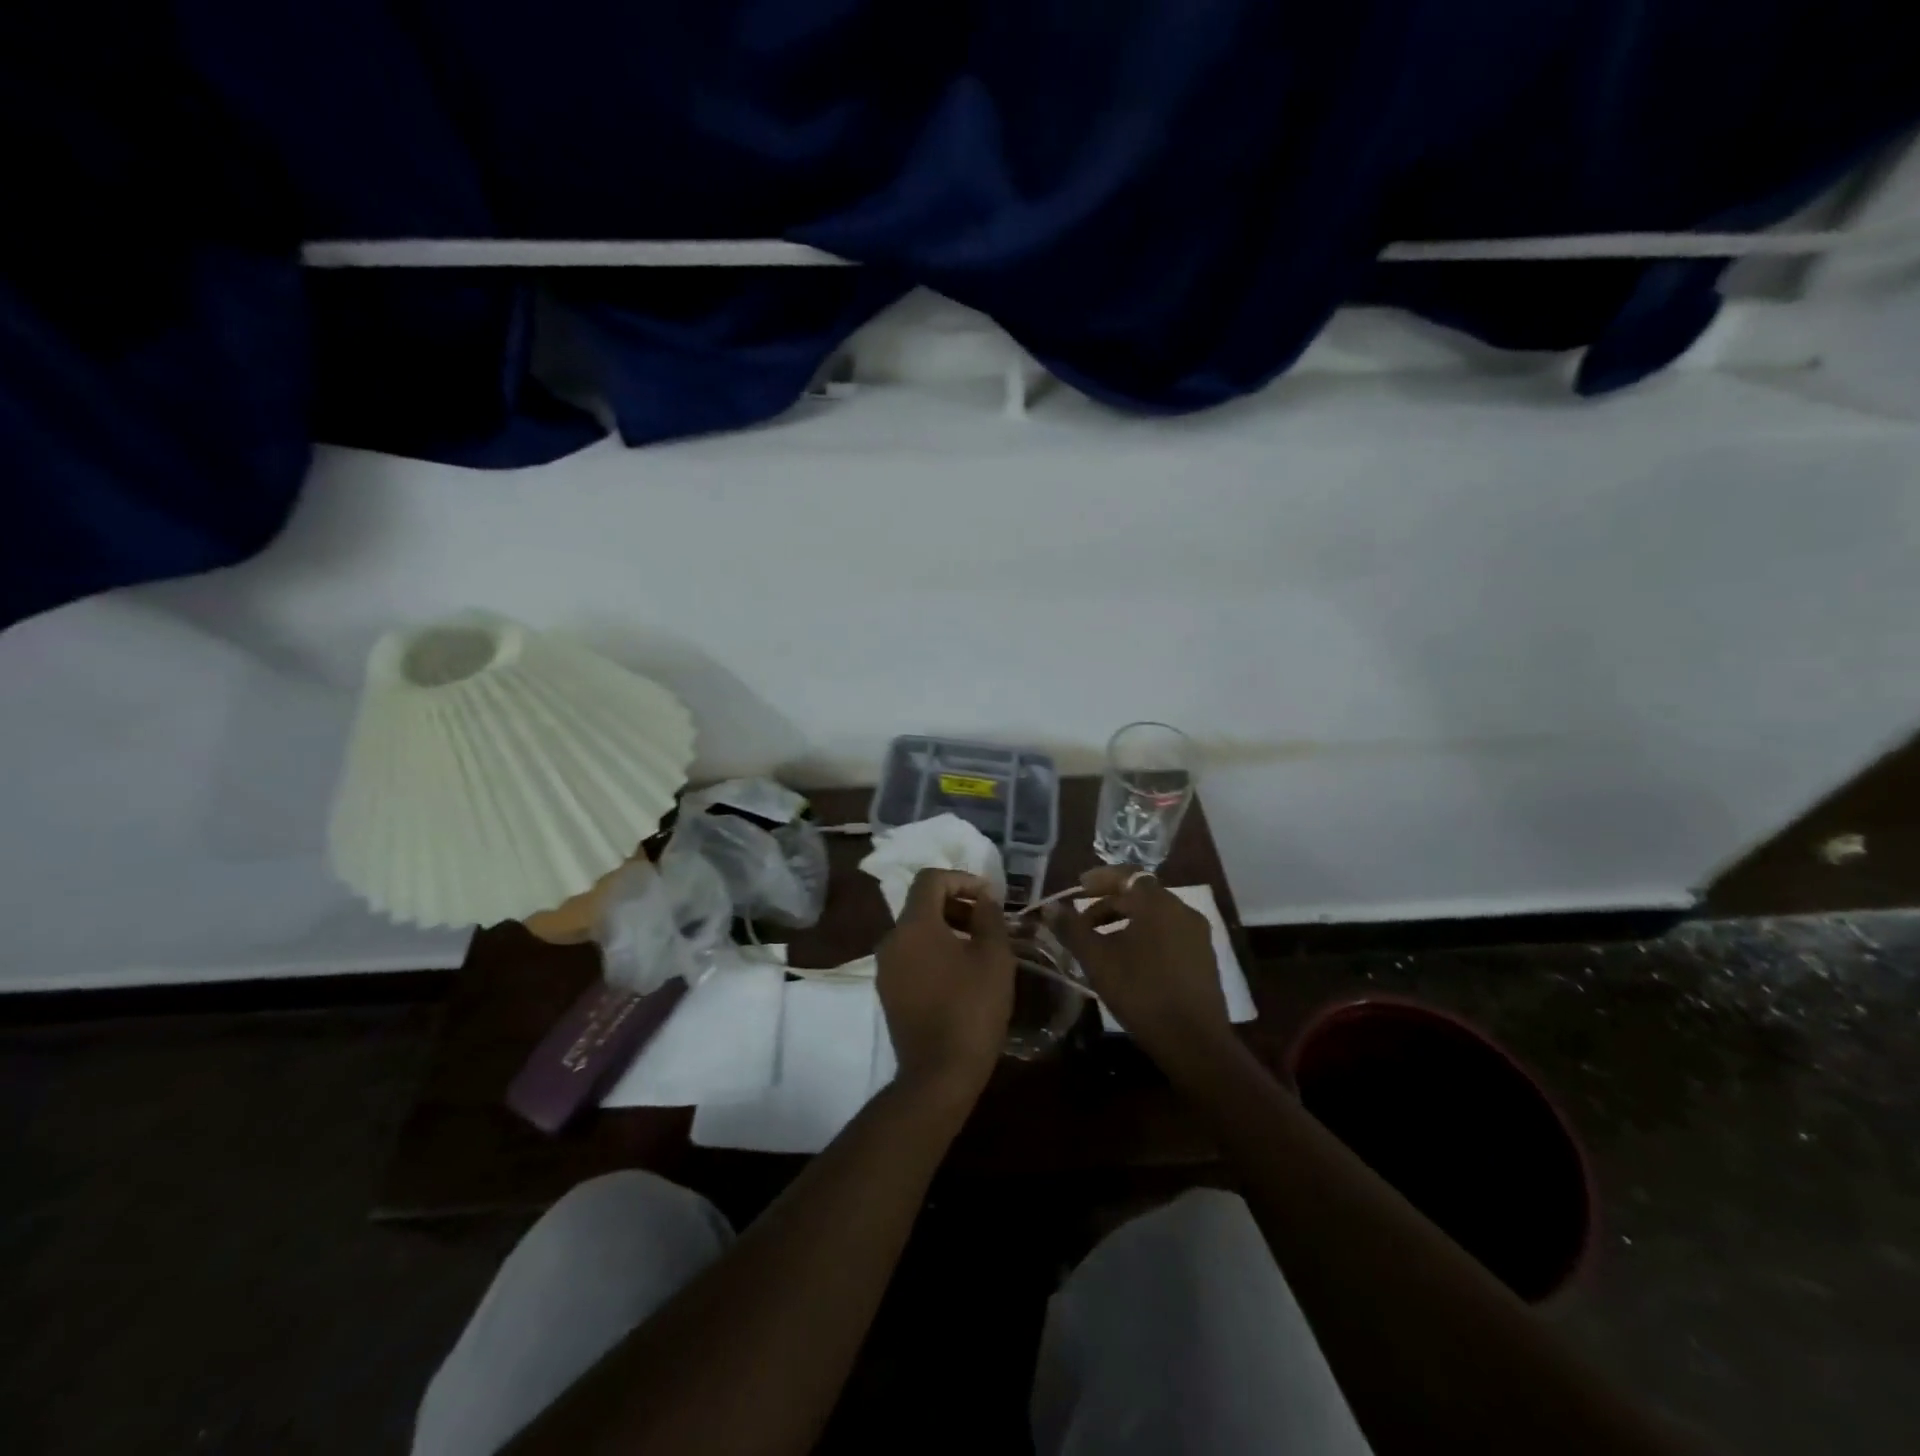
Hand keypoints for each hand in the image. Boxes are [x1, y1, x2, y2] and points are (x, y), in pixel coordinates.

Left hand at [875, 869, 1014, 1100]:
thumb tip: (983, 897)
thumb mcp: (994, 957)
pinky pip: (911, 956)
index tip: (989, 897)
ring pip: (916, 932)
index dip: (962, 879)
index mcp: (914, 924)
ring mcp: (885, 968)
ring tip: (978, 950)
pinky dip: (934, 952)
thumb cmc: (971, 1008)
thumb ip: (989, 917)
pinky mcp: (887, 992)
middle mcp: (892, 939)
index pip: (931, 879)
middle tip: (988, 923)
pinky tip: (960, 975)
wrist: (938, 1073)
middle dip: (956, 905)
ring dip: (947, 929)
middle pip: (922, 905)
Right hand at [1051, 867, 1230, 1070]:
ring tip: (1101, 942)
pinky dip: (1145, 936)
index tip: (1078, 888)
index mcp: (1158, 904)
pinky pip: (1169, 934)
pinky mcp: (1204, 959)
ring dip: (1126, 921)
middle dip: (1109, 904)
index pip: (1127, 875)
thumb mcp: (1097, 960)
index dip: (1100, 879)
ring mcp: (1198, 935)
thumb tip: (1050, 907)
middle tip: (1083, 922)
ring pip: (1155, 916)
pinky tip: (1129, 961)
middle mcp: (1182, 911)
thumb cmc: (1141, 992)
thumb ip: (1072, 929)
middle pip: (1141, 895)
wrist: (1194, 1042)